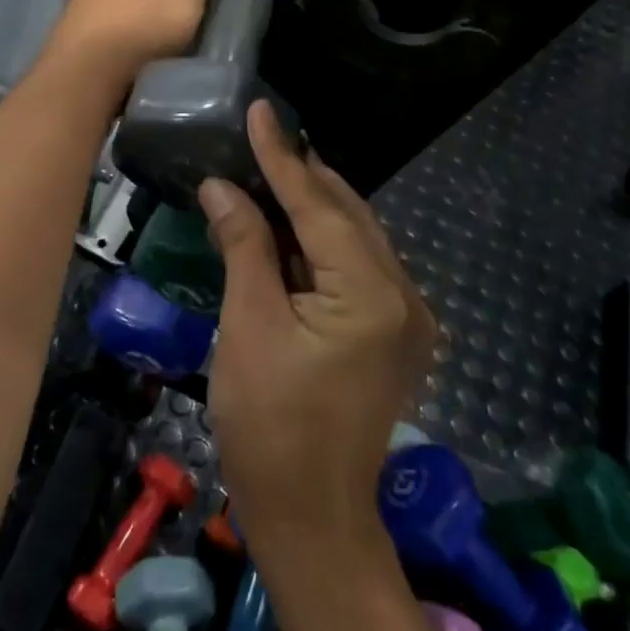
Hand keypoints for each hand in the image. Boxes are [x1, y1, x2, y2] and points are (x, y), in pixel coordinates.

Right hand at [200, 103, 436, 553]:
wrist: (311, 519)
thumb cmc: (269, 426)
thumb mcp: (249, 326)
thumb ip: (244, 245)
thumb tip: (222, 187)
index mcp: (371, 293)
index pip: (318, 205)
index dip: (281, 157)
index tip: (261, 111)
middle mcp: (403, 295)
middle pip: (345, 214)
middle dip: (300, 175)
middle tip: (260, 136)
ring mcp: (407, 317)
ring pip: (354, 237)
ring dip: (311, 205)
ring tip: (269, 168)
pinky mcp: (395, 333)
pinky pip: (358, 265)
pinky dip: (322, 240)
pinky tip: (291, 224)